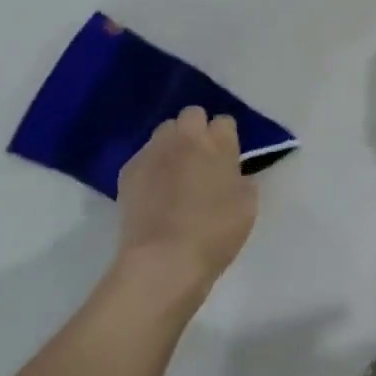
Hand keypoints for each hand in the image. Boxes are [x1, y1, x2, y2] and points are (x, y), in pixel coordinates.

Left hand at [117, 106, 257, 291]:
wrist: (163, 261)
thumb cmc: (214, 233)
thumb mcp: (247, 205)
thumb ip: (240, 179)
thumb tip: (232, 174)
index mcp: (218, 143)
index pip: (224, 121)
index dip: (226, 138)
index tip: (227, 157)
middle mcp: (185, 138)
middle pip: (191, 115)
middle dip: (196, 130)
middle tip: (200, 159)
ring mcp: (154, 151)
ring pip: (164, 132)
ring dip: (172, 145)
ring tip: (174, 173)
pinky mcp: (128, 171)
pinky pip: (144, 157)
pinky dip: (151, 167)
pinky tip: (153, 192)